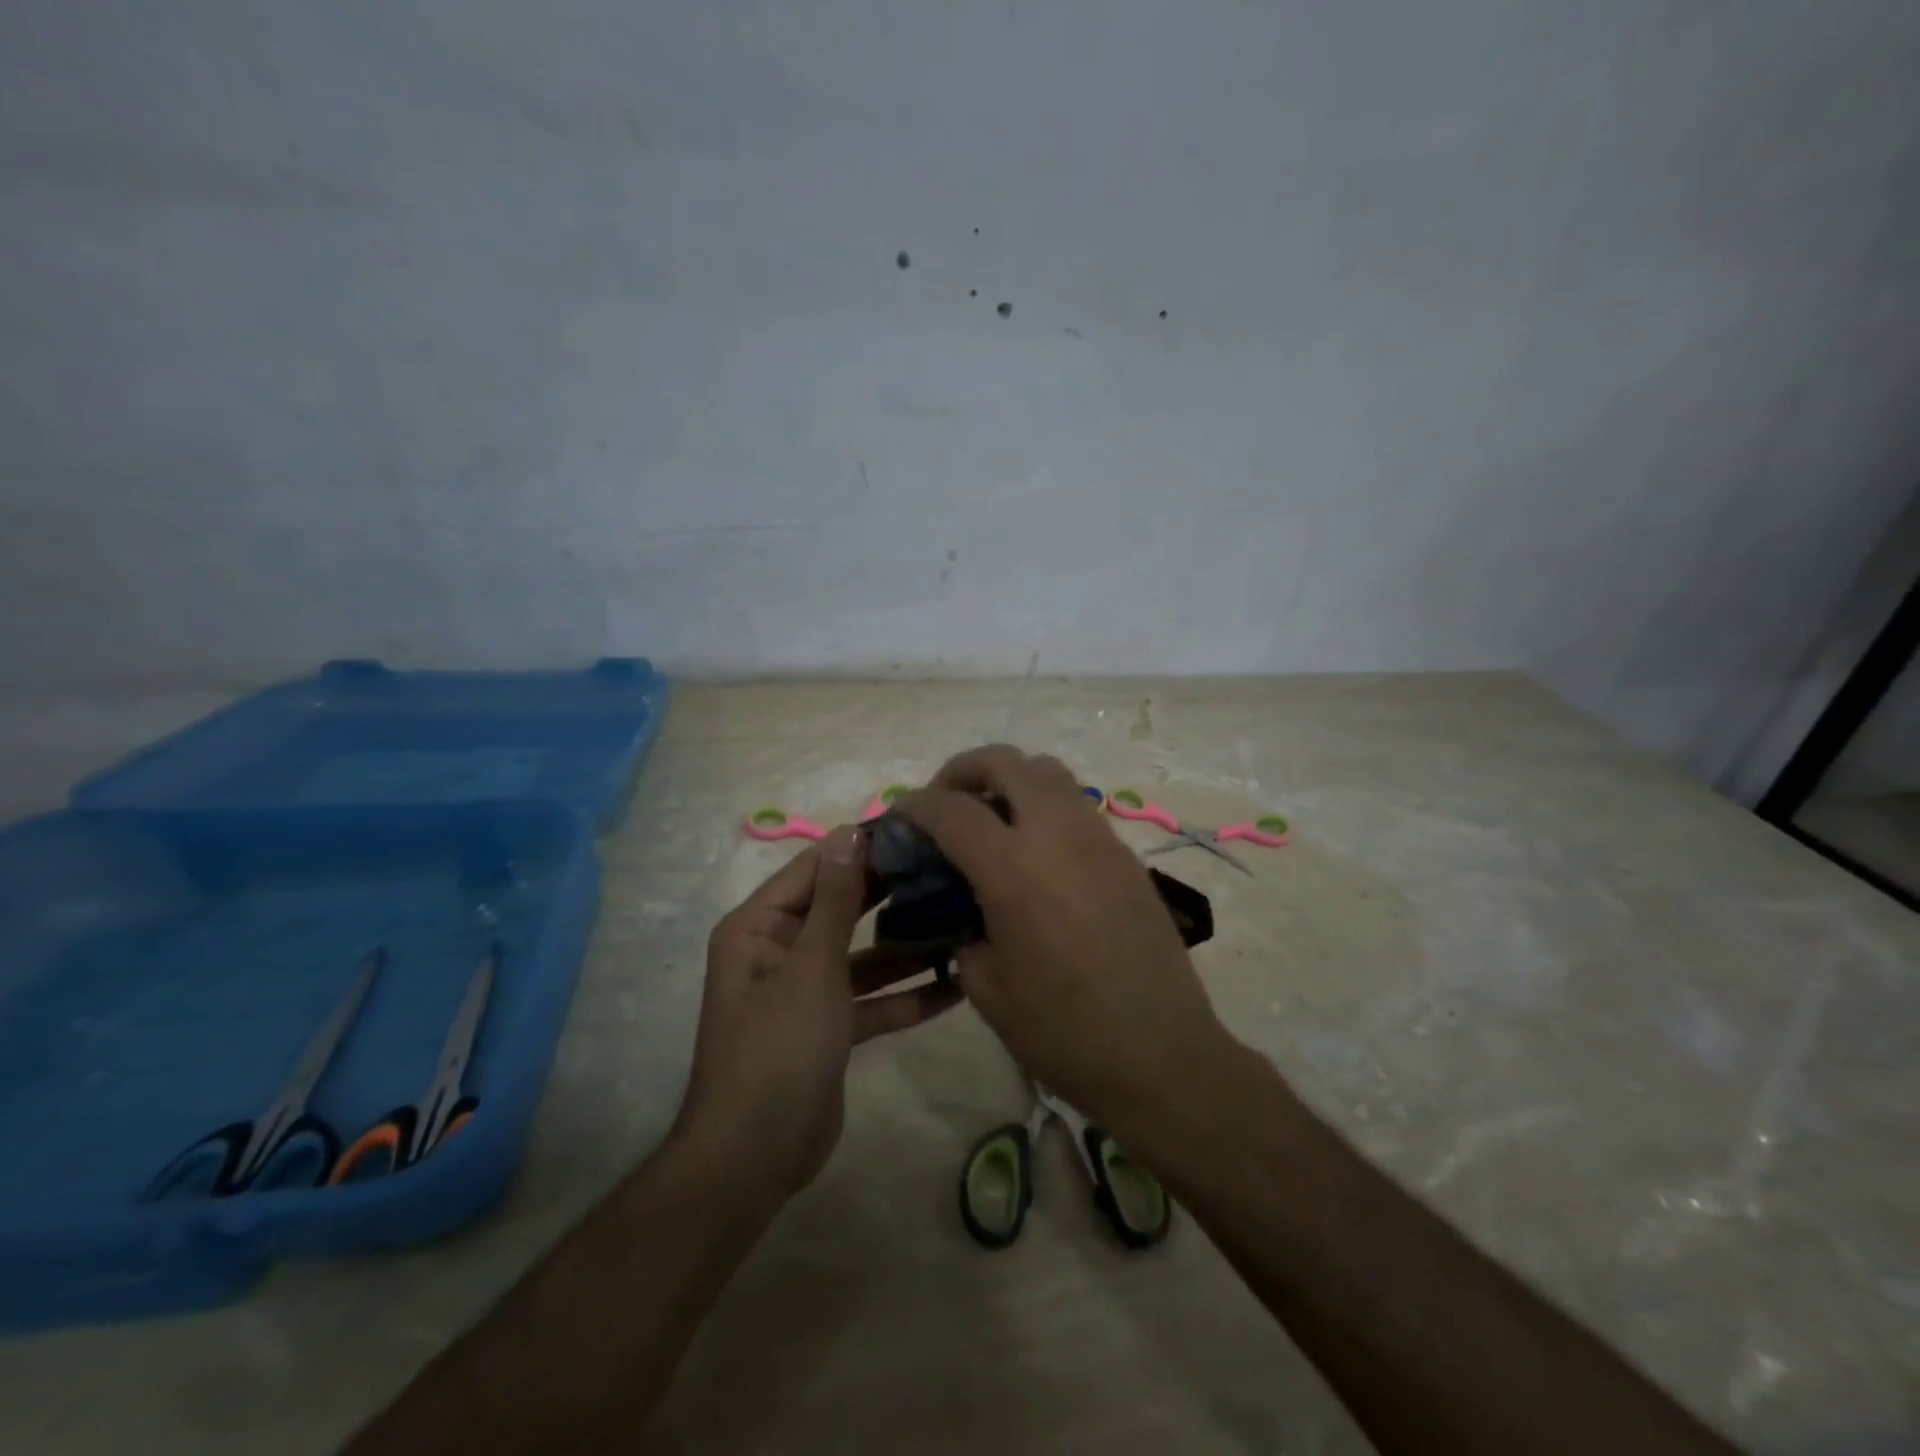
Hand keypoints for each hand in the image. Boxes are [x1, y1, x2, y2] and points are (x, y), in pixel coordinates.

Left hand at [674, 826, 962, 1194]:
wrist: (756, 1157)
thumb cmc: (778, 1047)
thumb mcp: (812, 966)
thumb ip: (836, 899)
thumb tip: (849, 832)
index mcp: (760, 927)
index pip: (814, 869)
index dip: (860, 848)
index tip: (914, 830)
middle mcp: (780, 951)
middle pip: (841, 909)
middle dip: (889, 895)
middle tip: (947, 870)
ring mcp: (807, 991)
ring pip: (863, 957)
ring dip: (906, 947)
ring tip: (961, 921)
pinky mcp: (830, 1028)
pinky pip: (871, 1000)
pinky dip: (905, 996)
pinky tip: (956, 987)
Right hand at [895, 746, 1230, 1136]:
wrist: (1161, 1055)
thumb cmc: (1064, 1031)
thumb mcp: (987, 988)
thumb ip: (962, 930)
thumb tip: (961, 906)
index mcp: (1013, 868)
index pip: (951, 808)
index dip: (915, 805)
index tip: (901, 817)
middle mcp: (1057, 835)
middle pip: (1006, 762)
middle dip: (964, 770)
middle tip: (948, 802)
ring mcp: (1099, 839)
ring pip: (1049, 772)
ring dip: (1011, 781)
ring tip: (993, 820)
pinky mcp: (1126, 855)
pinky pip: (1077, 806)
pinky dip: (1046, 807)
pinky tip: (1038, 854)